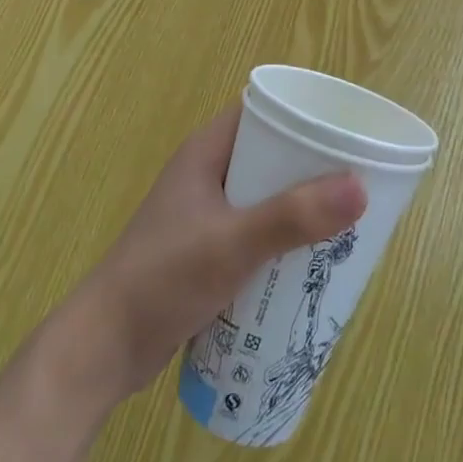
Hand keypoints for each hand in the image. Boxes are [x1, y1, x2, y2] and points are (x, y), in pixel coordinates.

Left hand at [66, 105, 366, 405]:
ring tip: (346, 221)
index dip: (304, 114)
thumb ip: (292, 217)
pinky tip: (311, 262)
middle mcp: (207, 175)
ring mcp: (205, 215)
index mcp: (206, 152)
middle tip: (357, 181)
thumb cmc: (162, 279)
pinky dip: (283, 239)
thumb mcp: (231, 244)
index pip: (263, 111)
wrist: (103, 350)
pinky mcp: (206, 252)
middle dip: (312, 167)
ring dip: (300, 208)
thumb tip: (360, 188)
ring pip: (265, 197)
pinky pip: (256, 232)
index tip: (347, 128)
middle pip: (270, 156)